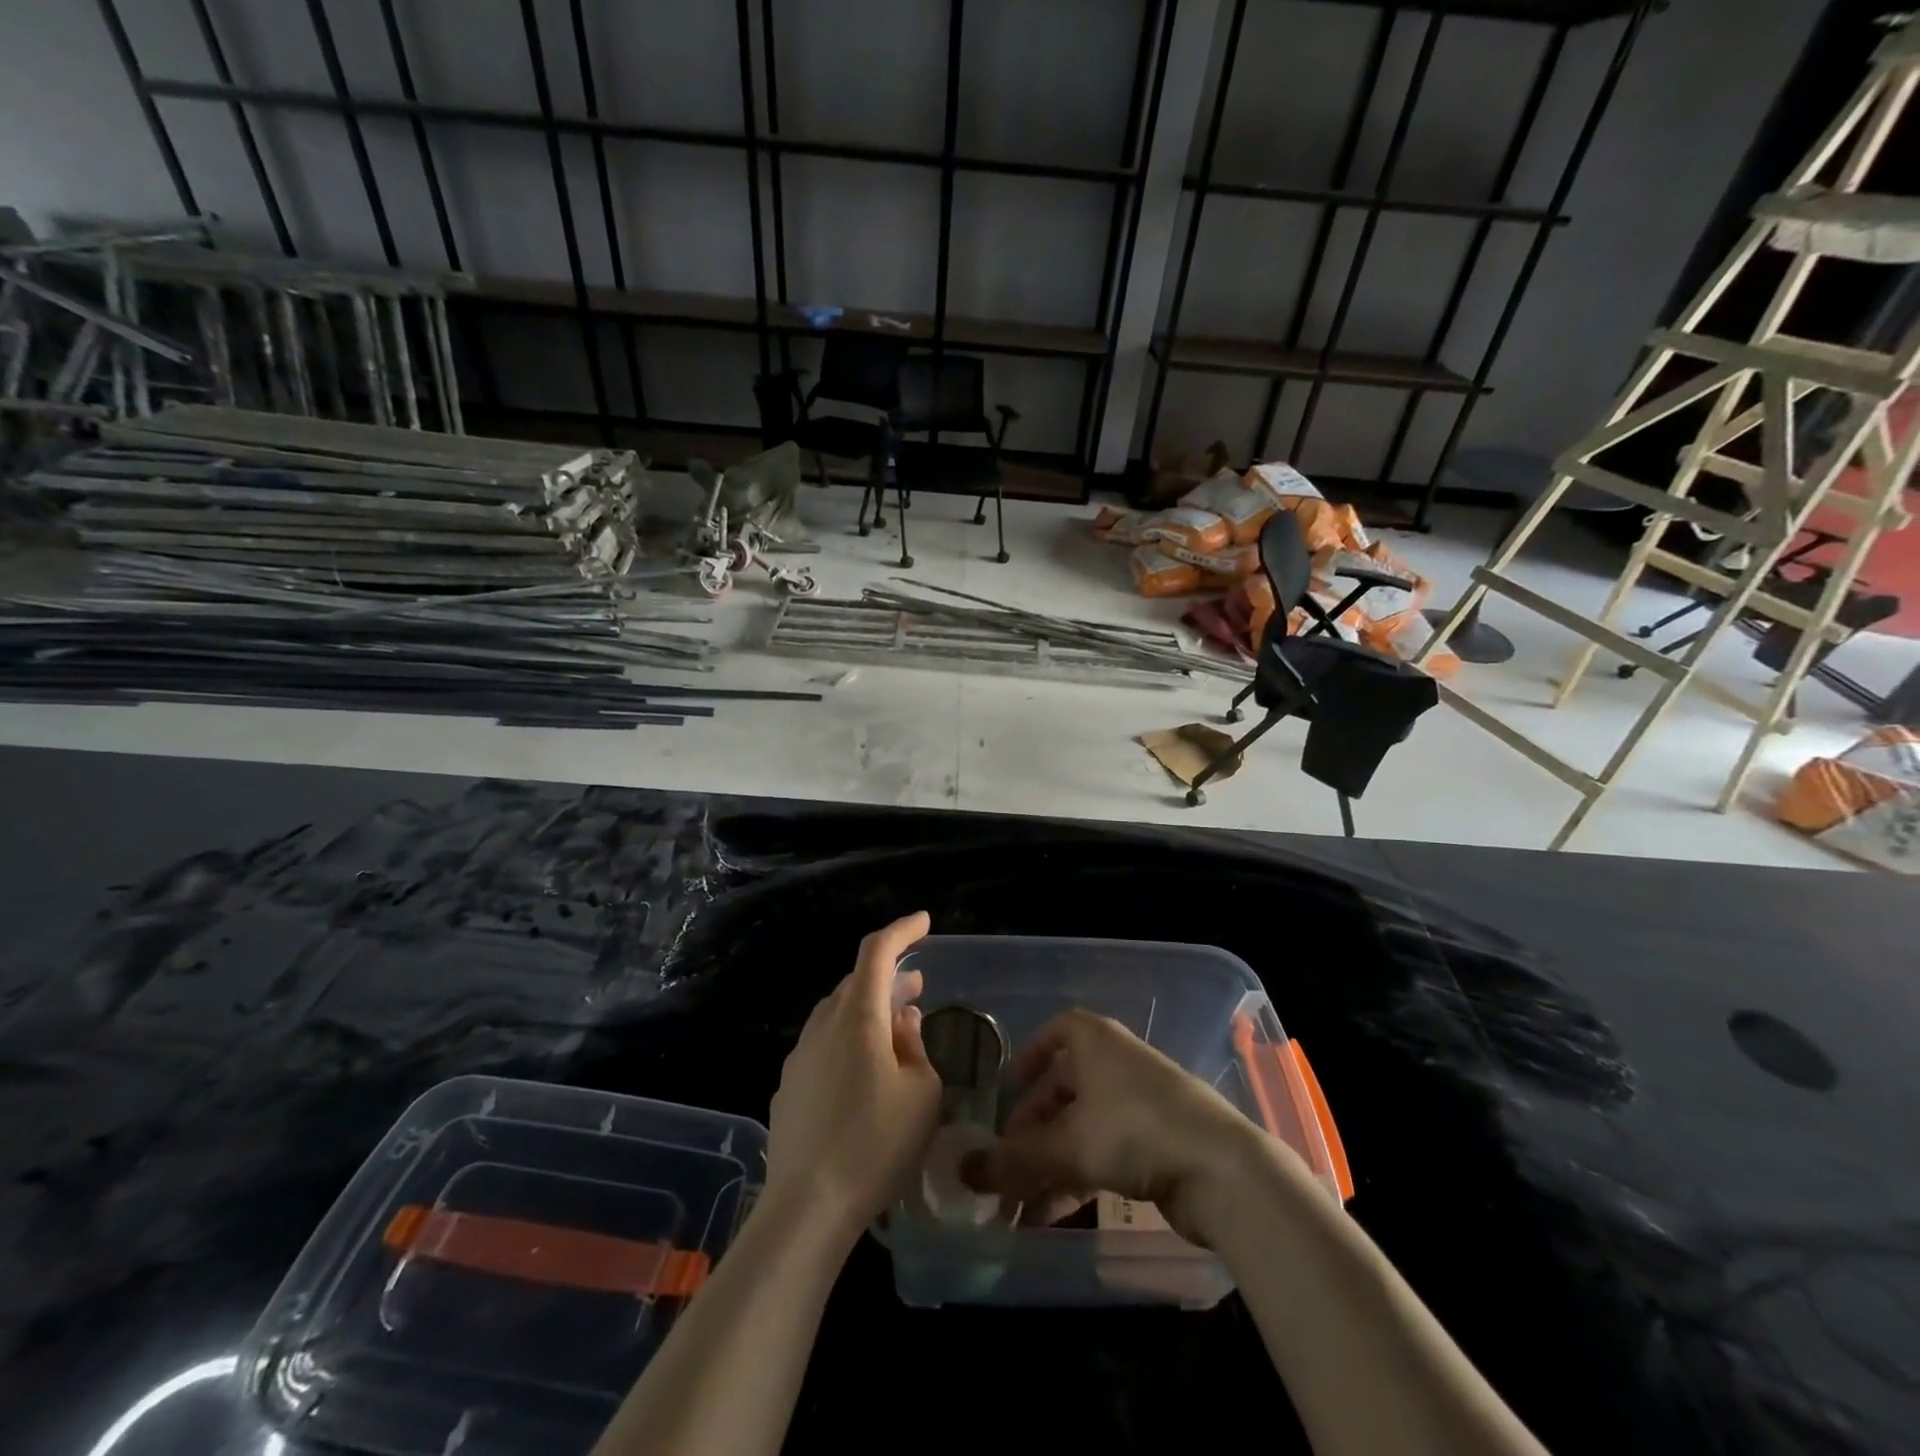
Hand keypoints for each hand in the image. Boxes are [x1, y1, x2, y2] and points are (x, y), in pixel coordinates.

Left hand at [762, 912, 942, 1246]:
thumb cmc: (876, 1145)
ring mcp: (800, 1056)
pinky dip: (849, 1039)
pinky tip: (863, 1071)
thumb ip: (915, 1046)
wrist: (806, 1207)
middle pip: (856, 983)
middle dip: (888, 976)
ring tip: (895, 1023)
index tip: (924, 921)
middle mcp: (823, 1026)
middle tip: (917, 983)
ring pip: (837, 1014)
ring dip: (868, 1009)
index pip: (877, 952)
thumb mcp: (921, 1094)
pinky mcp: (788, 1087)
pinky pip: (824, 1045)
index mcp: (857, 1017)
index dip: (902, 931)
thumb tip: (903, 1020)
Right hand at [963, 1009, 1272, 1245]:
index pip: (1060, 1030)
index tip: (1009, 1085)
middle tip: (1007, 1160)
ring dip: (1051, 1162)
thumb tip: (962, 1172)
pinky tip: (1053, 1216)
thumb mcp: (1067, 1146)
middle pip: (1066, 1087)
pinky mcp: (1159, 1143)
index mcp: (1097, 1043)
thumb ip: (1014, 1161)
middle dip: (1033, 1125)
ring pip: (1083, 1126)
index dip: (1032, 1053)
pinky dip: (1078, 1177)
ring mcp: (1142, 1104)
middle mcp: (1118, 1065)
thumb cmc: (1135, 1130)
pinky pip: (1105, 1152)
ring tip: (1020, 1203)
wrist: (1222, 1170)